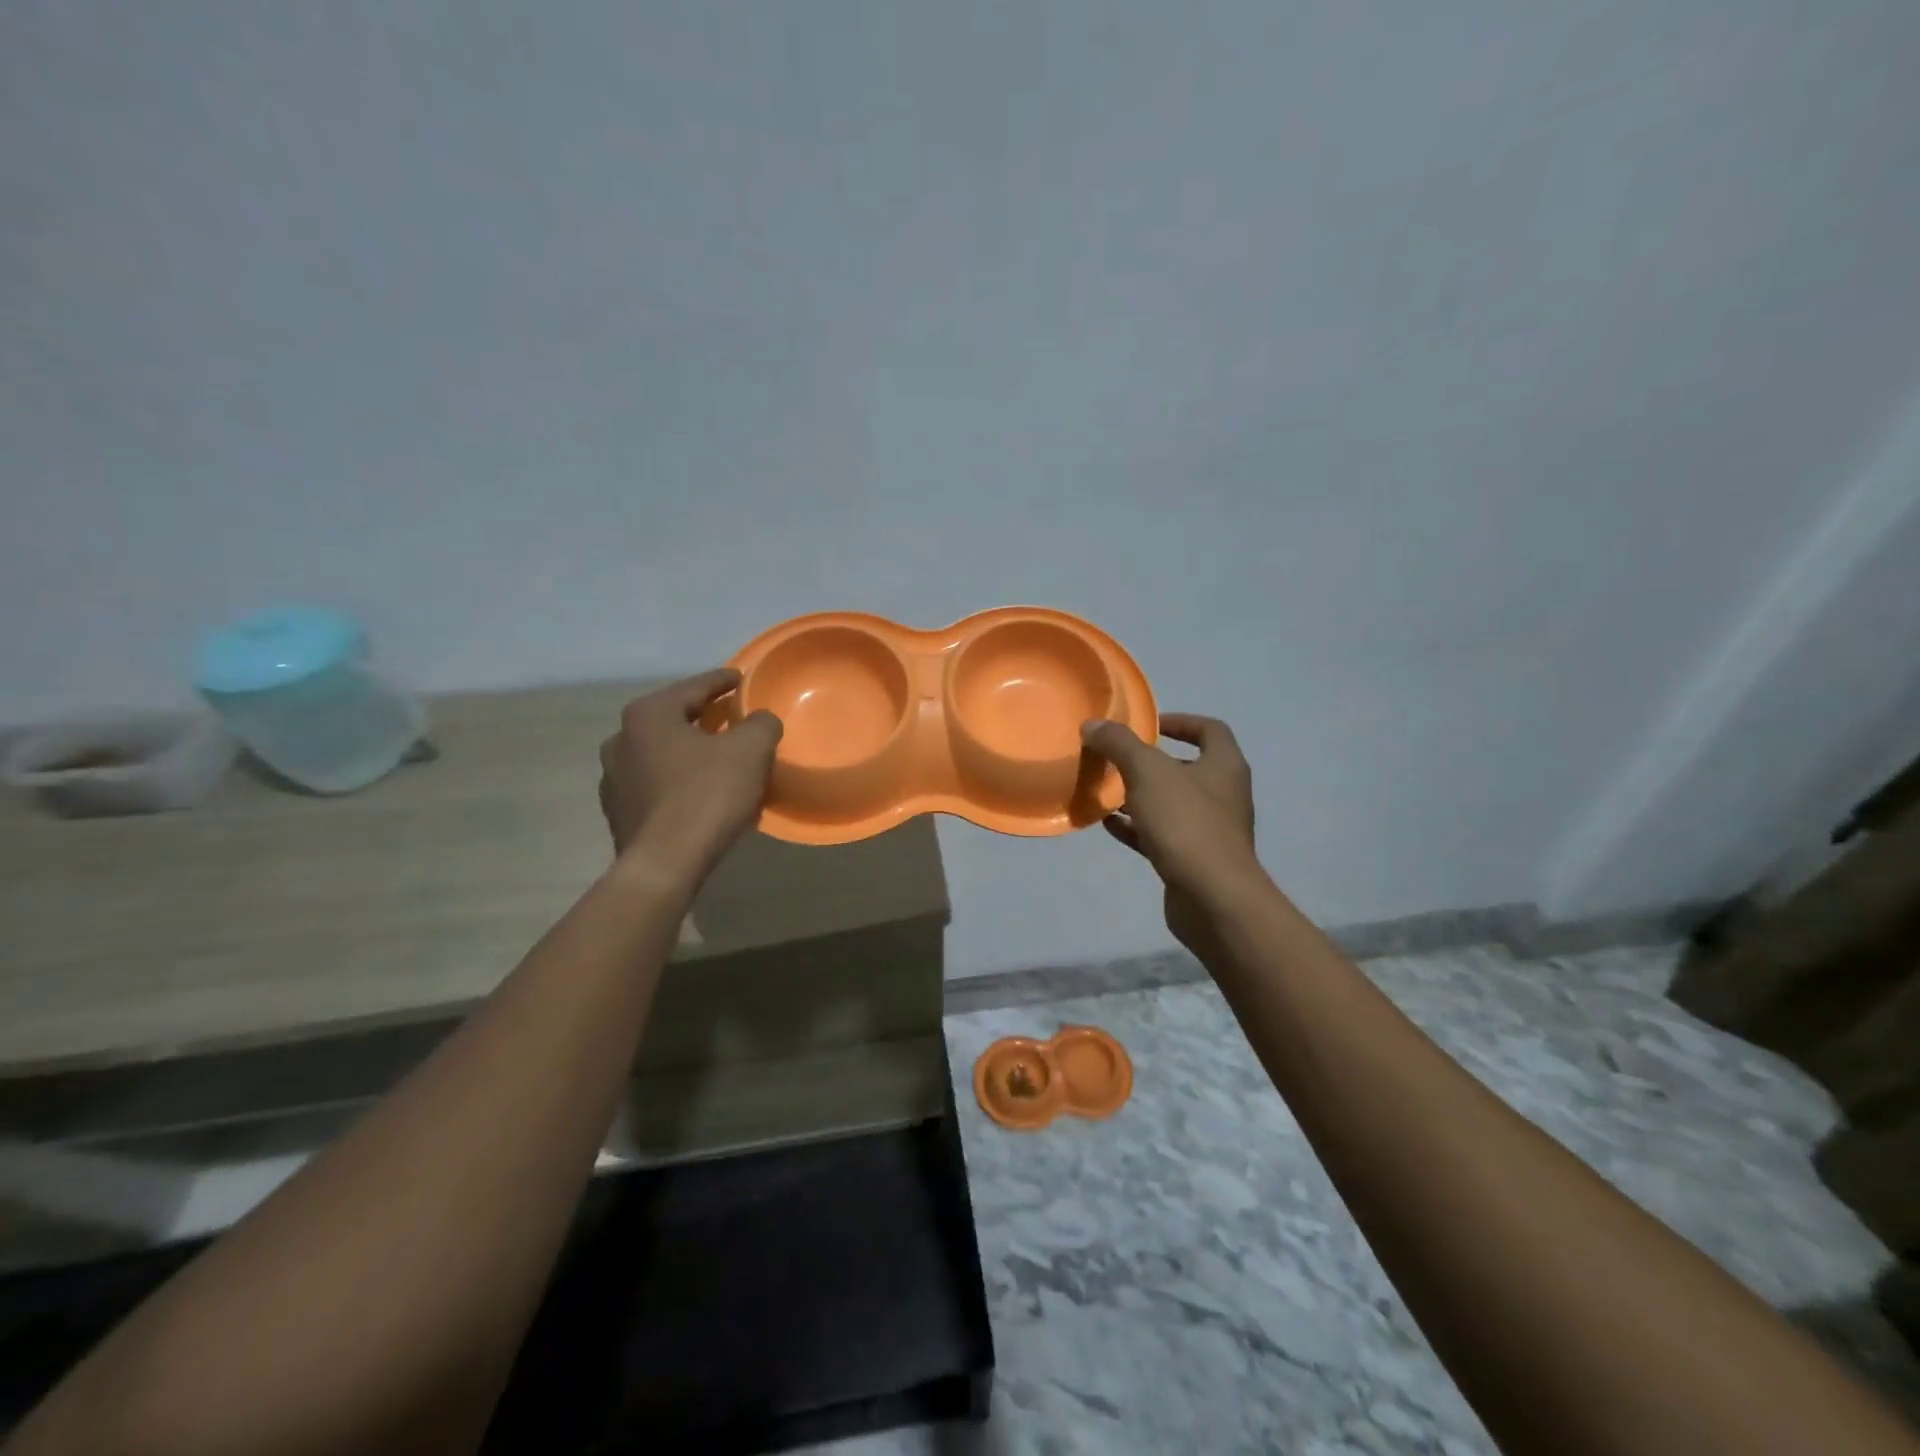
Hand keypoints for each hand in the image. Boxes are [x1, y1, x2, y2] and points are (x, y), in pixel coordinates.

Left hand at [599, 670, 782, 880]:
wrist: (665, 863)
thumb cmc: (707, 795)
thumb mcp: (750, 750)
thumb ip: (761, 723)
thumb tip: (760, 720)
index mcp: (649, 714)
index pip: (694, 687)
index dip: (723, 681)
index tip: (741, 679)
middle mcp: (621, 738)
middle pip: (674, 718)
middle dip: (704, 717)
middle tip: (733, 719)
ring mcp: (613, 777)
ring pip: (661, 752)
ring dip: (688, 751)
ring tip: (717, 759)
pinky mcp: (618, 811)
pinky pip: (655, 783)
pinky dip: (677, 780)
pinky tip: (698, 793)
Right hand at [1081, 713, 1262, 953]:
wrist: (1212, 898)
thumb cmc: (1186, 823)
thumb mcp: (1147, 772)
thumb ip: (1120, 744)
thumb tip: (1094, 724)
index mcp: (1224, 766)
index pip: (1209, 729)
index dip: (1180, 721)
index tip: (1148, 725)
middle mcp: (1223, 795)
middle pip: (1187, 767)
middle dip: (1151, 762)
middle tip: (1117, 759)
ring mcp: (1210, 830)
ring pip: (1171, 803)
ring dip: (1140, 796)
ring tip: (1105, 790)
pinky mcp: (1193, 859)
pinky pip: (1160, 835)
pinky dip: (1136, 827)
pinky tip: (1108, 824)